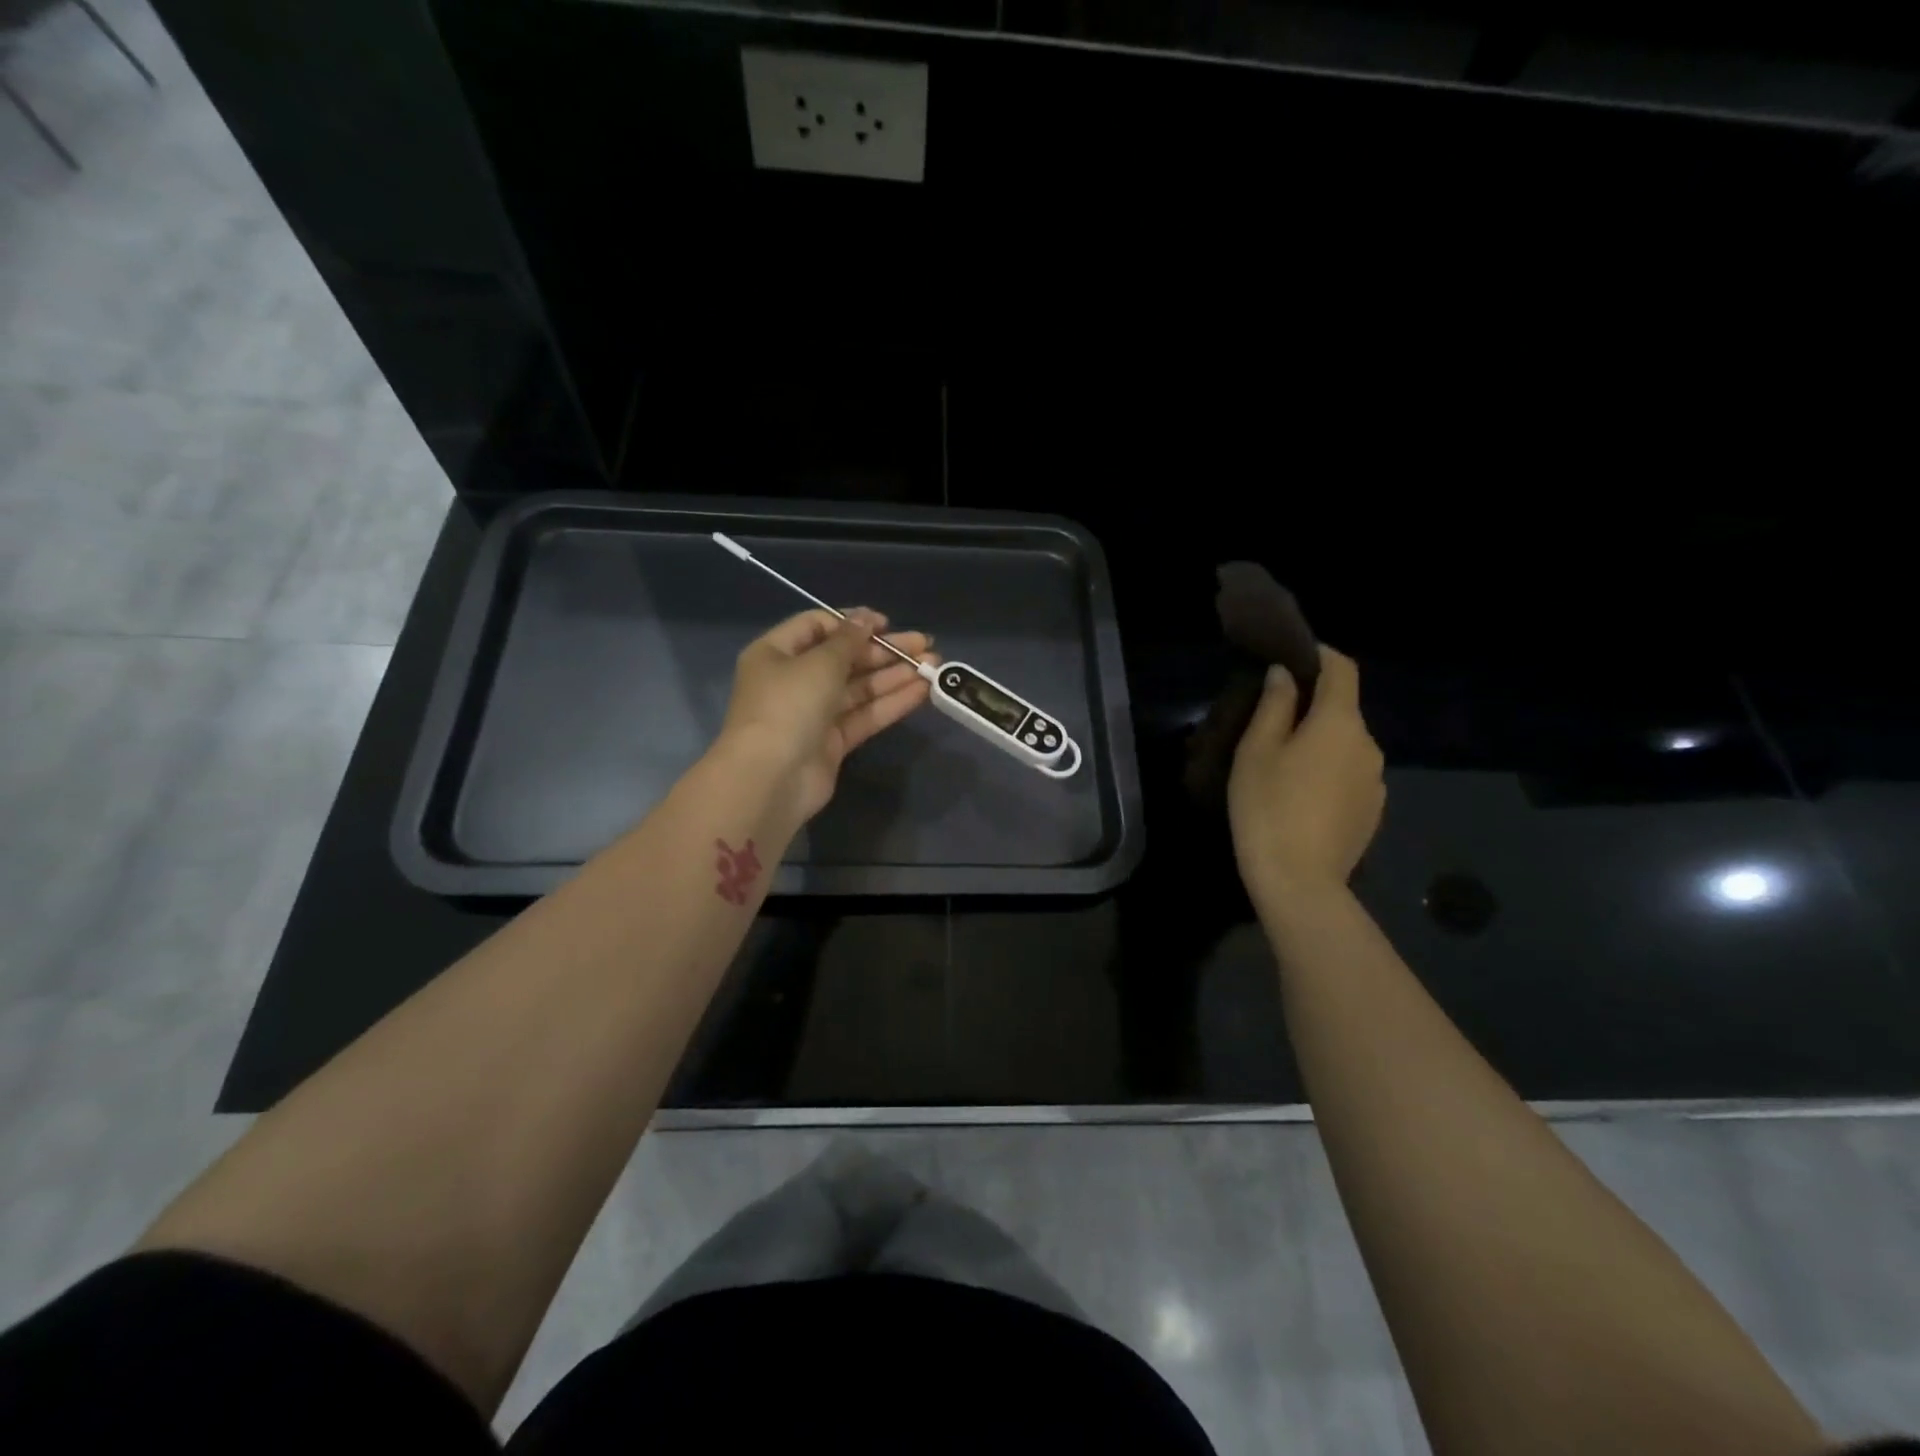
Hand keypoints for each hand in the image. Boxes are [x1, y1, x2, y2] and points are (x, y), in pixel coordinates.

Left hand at [718, 607, 937, 824]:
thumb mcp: (820, 663)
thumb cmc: (788, 706)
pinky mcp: (832, 742)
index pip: (818, 626)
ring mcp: (814, 713)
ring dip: (894, 676)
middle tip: (925, 644)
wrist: (771, 779)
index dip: (853, 623)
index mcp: (777, 653)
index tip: (887, 624)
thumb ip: (849, 640)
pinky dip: (890, 703)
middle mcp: (794, 680)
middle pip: (844, 658)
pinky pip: (864, 715)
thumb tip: (866, 618)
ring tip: (933, 665)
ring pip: (859, 688)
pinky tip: (921, 691)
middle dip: (884, 651)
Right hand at [1228, 646, 1384, 898]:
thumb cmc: (1268, 807)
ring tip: (1284, 766)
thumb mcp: (1256, 751)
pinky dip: (1329, 772)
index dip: (1321, 655)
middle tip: (1272, 723)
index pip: (1343, 669)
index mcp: (1340, 723)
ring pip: (1346, 745)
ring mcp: (1376, 780)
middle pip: (1343, 709)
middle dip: (1313, 706)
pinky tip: (1302, 797)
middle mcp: (1368, 744)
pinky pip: (1351, 774)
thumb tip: (1285, 675)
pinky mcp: (1373, 810)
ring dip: (1320, 743)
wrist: (1299, 881)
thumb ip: (1274, 706)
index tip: (1293, 658)